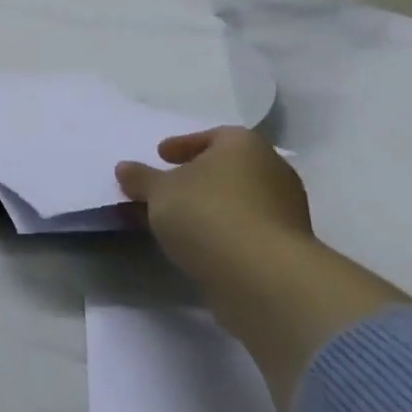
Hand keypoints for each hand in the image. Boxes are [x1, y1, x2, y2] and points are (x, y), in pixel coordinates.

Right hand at [114, 127, 311, 283]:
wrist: (262, 275)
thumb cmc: (206, 212)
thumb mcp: (158, 191)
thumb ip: (140, 177)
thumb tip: (125, 168)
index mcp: (244, 145)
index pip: (212, 136)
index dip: (183, 145)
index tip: (161, 156)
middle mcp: (272, 170)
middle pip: (225, 168)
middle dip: (194, 177)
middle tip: (165, 188)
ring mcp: (285, 210)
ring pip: (234, 200)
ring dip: (206, 206)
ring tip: (173, 220)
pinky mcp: (286, 246)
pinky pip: (243, 227)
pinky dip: (220, 229)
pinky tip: (196, 242)